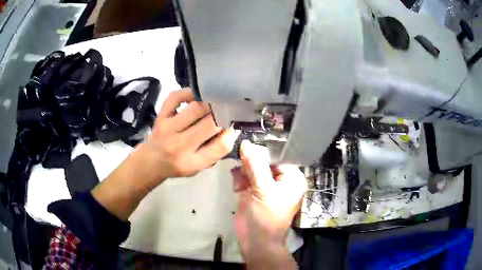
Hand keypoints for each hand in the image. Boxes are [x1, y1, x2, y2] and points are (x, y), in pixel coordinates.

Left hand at [92, 89, 238, 220]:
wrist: (151, 161)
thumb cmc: (178, 165)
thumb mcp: (198, 167)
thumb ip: (215, 152)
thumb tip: (231, 130)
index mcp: (191, 162)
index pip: (220, 147)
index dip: (231, 134)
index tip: (234, 126)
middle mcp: (179, 146)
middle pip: (209, 124)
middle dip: (223, 115)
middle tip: (227, 110)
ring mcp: (168, 128)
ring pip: (195, 108)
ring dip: (210, 104)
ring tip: (214, 103)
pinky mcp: (161, 116)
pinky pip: (175, 97)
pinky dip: (188, 93)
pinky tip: (195, 97)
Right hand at [232, 141, 306, 267]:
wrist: (256, 242)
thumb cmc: (265, 217)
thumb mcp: (262, 189)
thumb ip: (254, 165)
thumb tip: (246, 143)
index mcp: (292, 178)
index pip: (278, 155)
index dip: (262, 151)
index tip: (246, 147)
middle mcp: (281, 180)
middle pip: (264, 161)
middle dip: (250, 164)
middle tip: (241, 170)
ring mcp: (267, 186)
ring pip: (253, 168)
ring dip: (243, 172)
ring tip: (239, 184)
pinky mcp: (254, 191)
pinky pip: (246, 177)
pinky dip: (240, 179)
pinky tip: (237, 188)